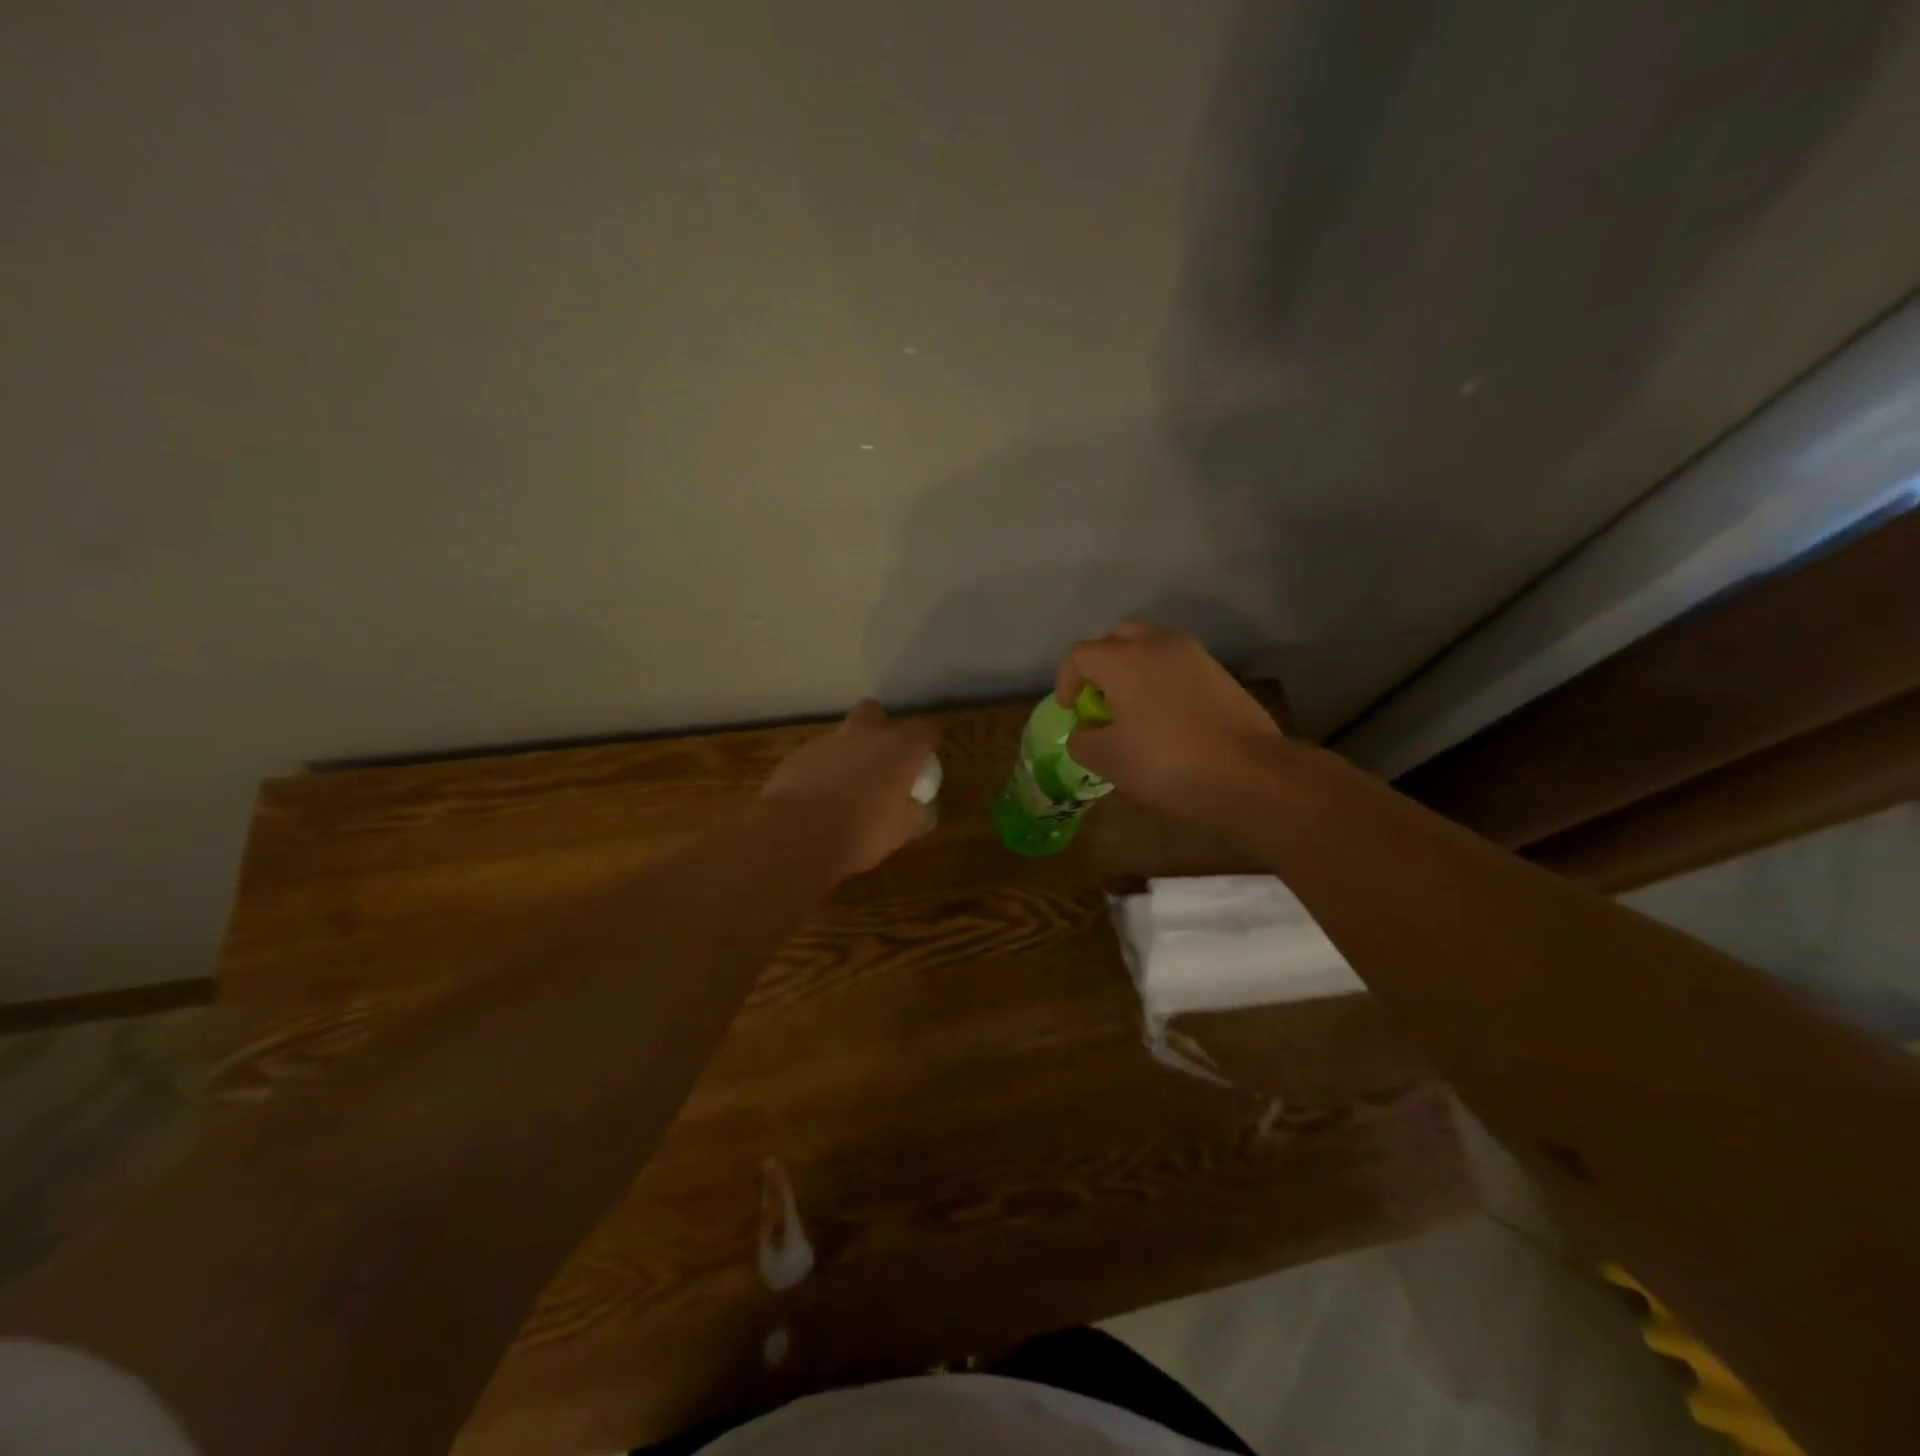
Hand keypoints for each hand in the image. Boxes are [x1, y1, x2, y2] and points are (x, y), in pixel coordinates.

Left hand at [762, 701, 939, 880]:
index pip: (926, 729)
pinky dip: (822, 769)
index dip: (927, 742)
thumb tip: (917, 807)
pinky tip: (818, 796)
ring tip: (846, 787)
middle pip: (876, 713)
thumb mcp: (900, 832)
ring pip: (843, 735)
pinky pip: (818, 755)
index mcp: (900, 749)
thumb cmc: (860, 833)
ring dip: (849, 753)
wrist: (797, 835)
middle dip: (880, 730)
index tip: (924, 760)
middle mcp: (866, 734)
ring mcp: (828, 741)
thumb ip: (914, 813)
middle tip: (882, 760)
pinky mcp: (798, 754)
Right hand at [1054, 621, 1283, 813]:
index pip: (1079, 655)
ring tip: (1132, 708)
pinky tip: (1165, 716)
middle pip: (1117, 638)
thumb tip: (1086, 729)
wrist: (1250, 774)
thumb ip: (1082, 740)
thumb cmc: (1167, 763)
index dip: (1066, 681)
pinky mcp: (1220, 673)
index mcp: (1123, 659)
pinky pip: (1177, 665)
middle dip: (1100, 664)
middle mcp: (1158, 644)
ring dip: (1133, 669)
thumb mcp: (1108, 759)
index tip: (1070, 710)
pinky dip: (1161, 680)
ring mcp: (1194, 655)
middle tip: (1098, 699)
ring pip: (1151, 647)